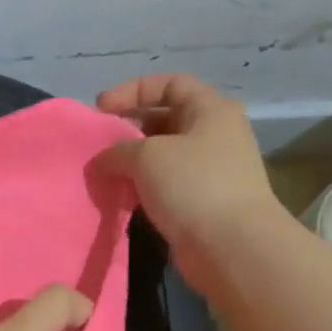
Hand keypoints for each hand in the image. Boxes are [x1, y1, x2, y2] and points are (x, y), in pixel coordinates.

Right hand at [95, 74, 284, 274]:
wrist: (232, 247)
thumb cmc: (193, 185)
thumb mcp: (147, 155)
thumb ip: (118, 149)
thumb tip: (105, 158)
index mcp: (211, 110)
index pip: (170, 83)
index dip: (132, 91)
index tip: (100, 110)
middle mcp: (215, 135)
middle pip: (165, 118)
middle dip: (129, 128)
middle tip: (99, 144)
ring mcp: (211, 170)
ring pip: (163, 155)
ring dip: (132, 161)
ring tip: (105, 172)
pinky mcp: (202, 202)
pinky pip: (166, 185)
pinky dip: (142, 187)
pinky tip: (121, 196)